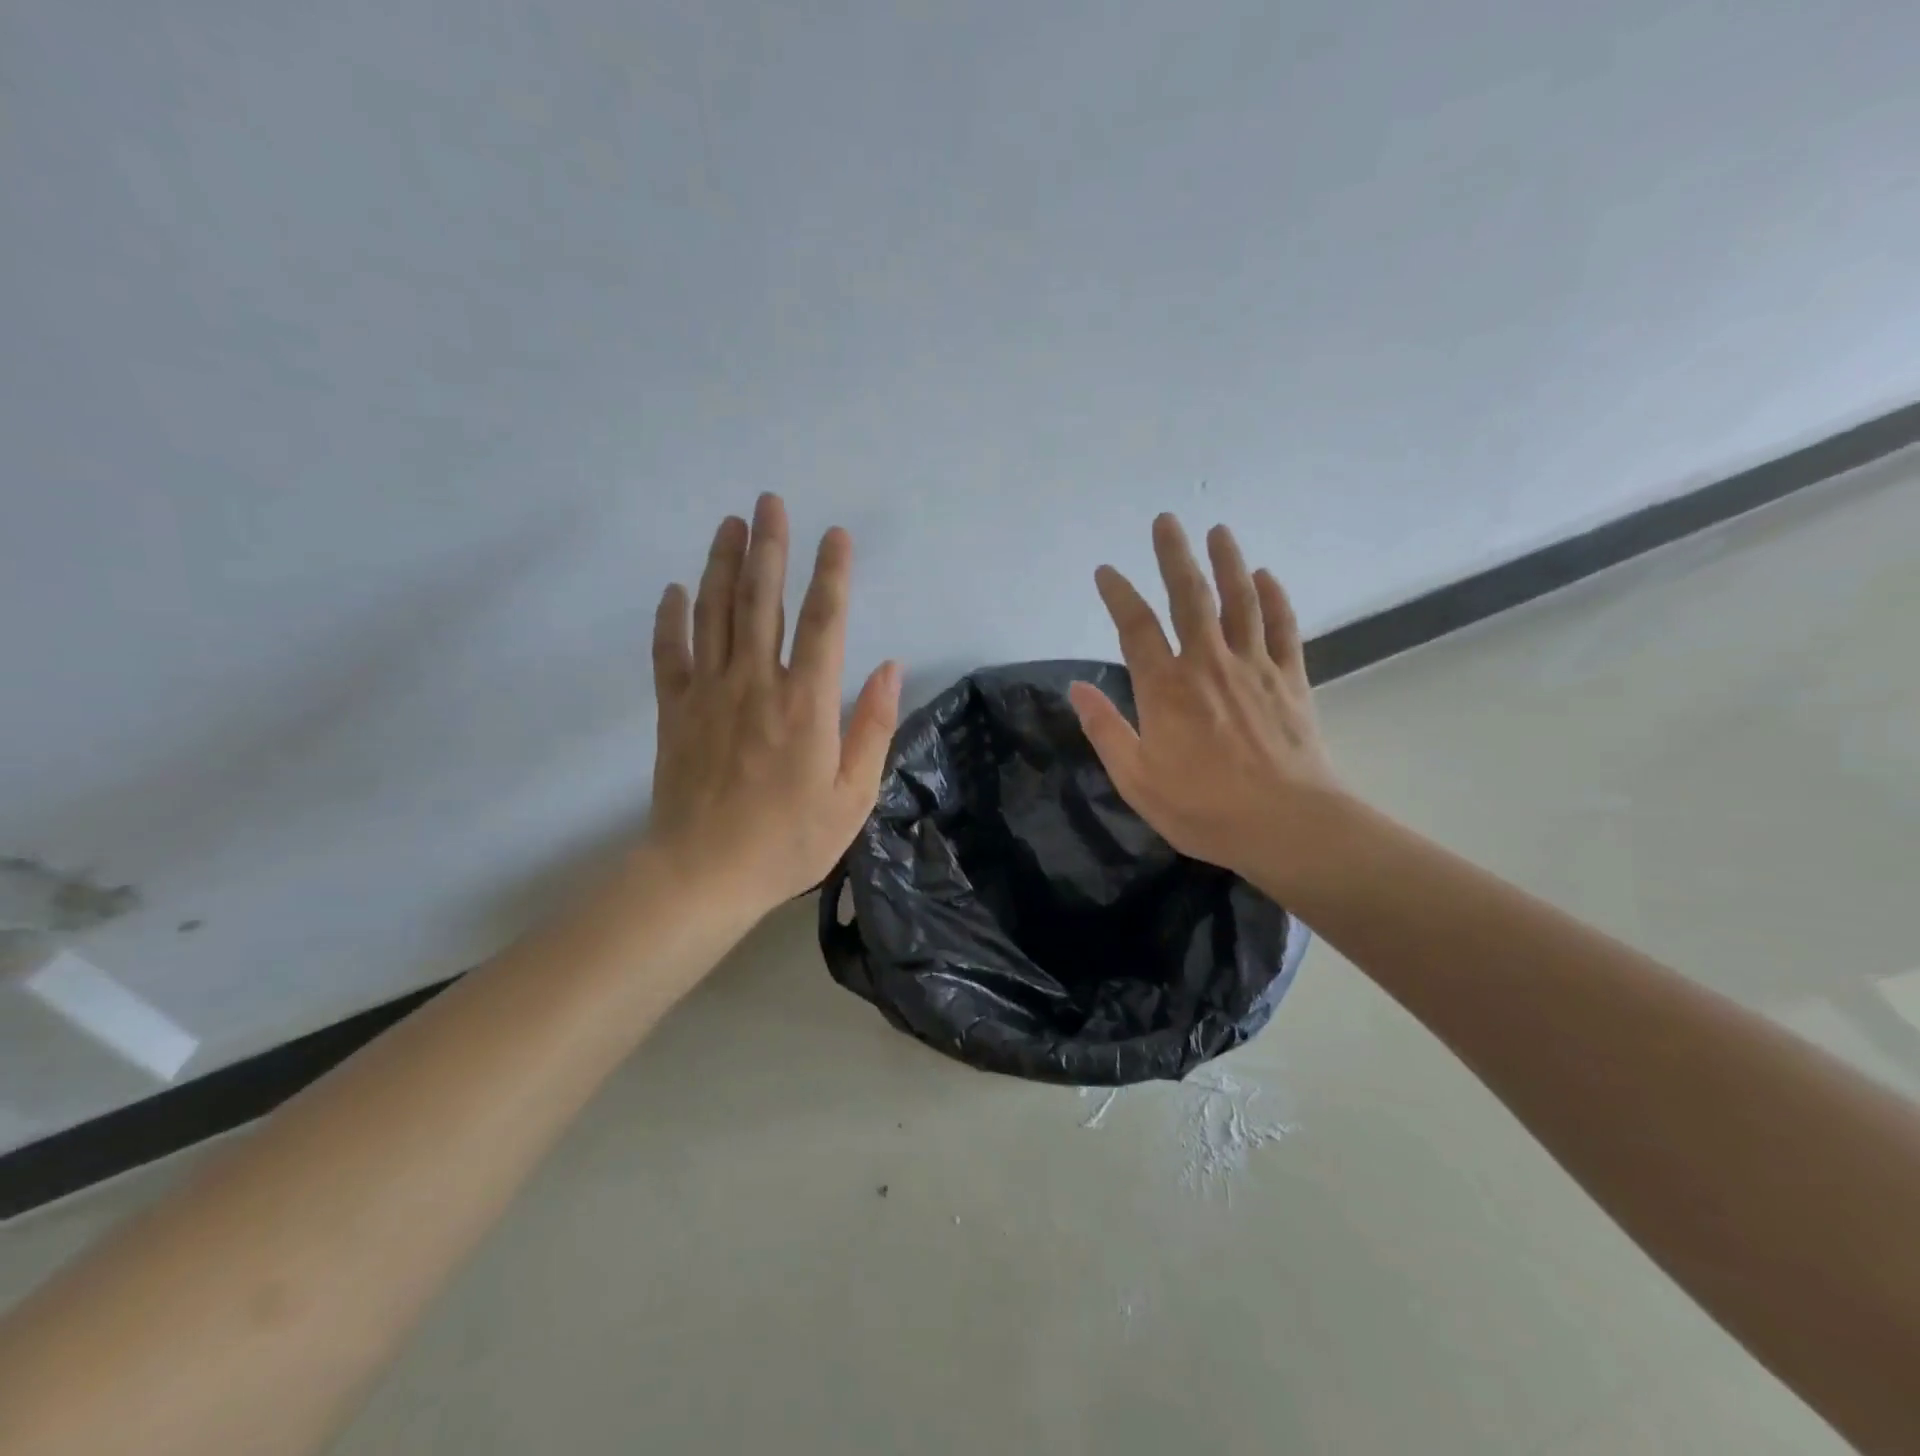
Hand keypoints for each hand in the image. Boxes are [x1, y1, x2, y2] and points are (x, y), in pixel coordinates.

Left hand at [642, 494, 900, 919]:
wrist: (703, 874)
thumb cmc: (788, 841)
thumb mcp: (853, 796)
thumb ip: (872, 727)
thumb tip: (889, 667)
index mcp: (806, 703)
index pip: (824, 621)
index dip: (833, 574)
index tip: (837, 535)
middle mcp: (756, 683)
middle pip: (762, 600)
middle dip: (770, 547)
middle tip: (770, 501)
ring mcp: (709, 692)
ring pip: (716, 613)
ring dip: (724, 564)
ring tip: (731, 524)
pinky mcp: (674, 710)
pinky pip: (669, 652)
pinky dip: (672, 617)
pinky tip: (677, 589)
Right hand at [1069, 514, 1343, 892]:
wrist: (1288, 824)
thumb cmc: (1203, 808)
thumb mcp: (1137, 780)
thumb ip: (1106, 729)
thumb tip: (1077, 688)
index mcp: (1166, 689)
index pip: (1136, 627)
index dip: (1119, 594)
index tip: (1106, 571)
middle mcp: (1208, 664)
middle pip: (1189, 597)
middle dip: (1175, 556)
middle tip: (1167, 520)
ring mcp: (1254, 667)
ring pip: (1239, 602)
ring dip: (1227, 562)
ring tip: (1218, 530)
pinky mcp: (1290, 680)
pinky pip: (1283, 628)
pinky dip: (1274, 598)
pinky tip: (1267, 577)